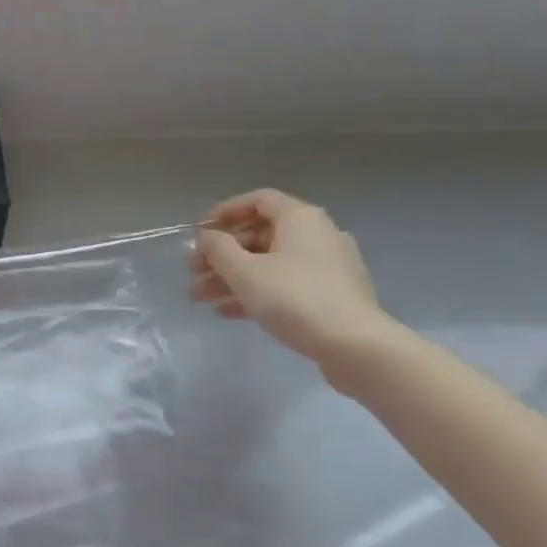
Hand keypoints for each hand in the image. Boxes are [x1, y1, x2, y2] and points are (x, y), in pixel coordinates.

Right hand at [190, 189, 394, 377]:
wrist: (353, 345)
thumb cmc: (293, 298)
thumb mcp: (244, 271)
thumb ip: (218, 249)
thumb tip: (206, 237)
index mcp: (300, 219)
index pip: (258, 200)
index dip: (225, 212)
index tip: (200, 232)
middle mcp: (316, 235)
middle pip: (259, 235)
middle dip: (220, 254)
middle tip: (192, 272)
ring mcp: (325, 266)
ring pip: (268, 263)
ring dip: (230, 277)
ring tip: (200, 298)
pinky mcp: (329, 294)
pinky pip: (283, 284)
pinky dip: (254, 292)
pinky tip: (227, 312)